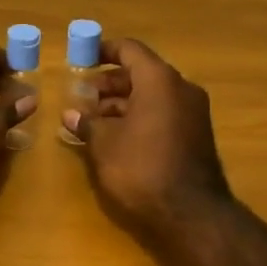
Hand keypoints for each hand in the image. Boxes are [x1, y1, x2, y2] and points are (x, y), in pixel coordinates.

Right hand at [62, 38, 231, 236]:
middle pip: (141, 73)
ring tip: (93, 120)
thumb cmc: (142, 168)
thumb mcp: (104, 145)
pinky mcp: (196, 135)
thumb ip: (87, 123)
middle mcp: (181, 89)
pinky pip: (163, 113)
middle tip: (82, 96)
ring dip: (122, 103)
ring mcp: (193, 113)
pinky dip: (140, 116)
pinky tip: (116, 137)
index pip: (130, 50)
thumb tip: (70, 114)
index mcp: (159, 80)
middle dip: (109, 83)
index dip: (104, 51)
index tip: (82, 59)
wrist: (192, 215)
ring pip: (152, 95)